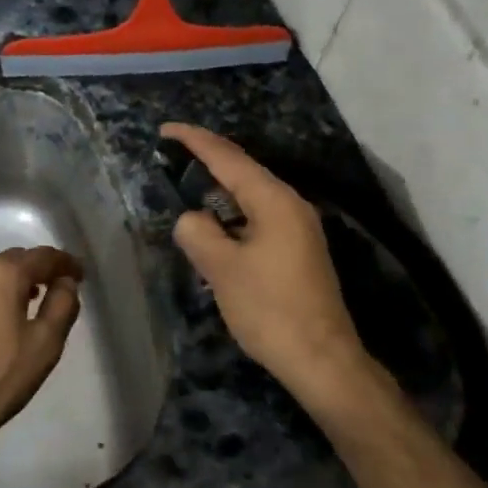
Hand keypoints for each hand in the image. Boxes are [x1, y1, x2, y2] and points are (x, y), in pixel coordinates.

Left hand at [0, 246, 84, 437]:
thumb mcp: (45, 344)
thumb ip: (62, 305)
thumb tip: (65, 282)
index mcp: (3, 274)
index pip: (43, 256)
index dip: (65, 263)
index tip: (80, 275)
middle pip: (12, 261)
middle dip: (35, 269)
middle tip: (53, 287)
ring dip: (8, 284)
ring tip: (23, 304)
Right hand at [161, 123, 366, 400]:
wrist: (321, 358)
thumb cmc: (269, 309)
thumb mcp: (222, 269)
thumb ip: (198, 233)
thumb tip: (191, 218)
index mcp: (274, 200)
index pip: (228, 158)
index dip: (195, 141)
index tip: (166, 129)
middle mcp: (291, 205)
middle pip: (243, 172)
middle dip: (208, 160)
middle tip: (172, 154)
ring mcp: (299, 229)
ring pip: (251, 197)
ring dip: (220, 190)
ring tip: (188, 185)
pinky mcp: (298, 251)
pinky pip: (258, 218)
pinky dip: (233, 215)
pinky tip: (216, 228)